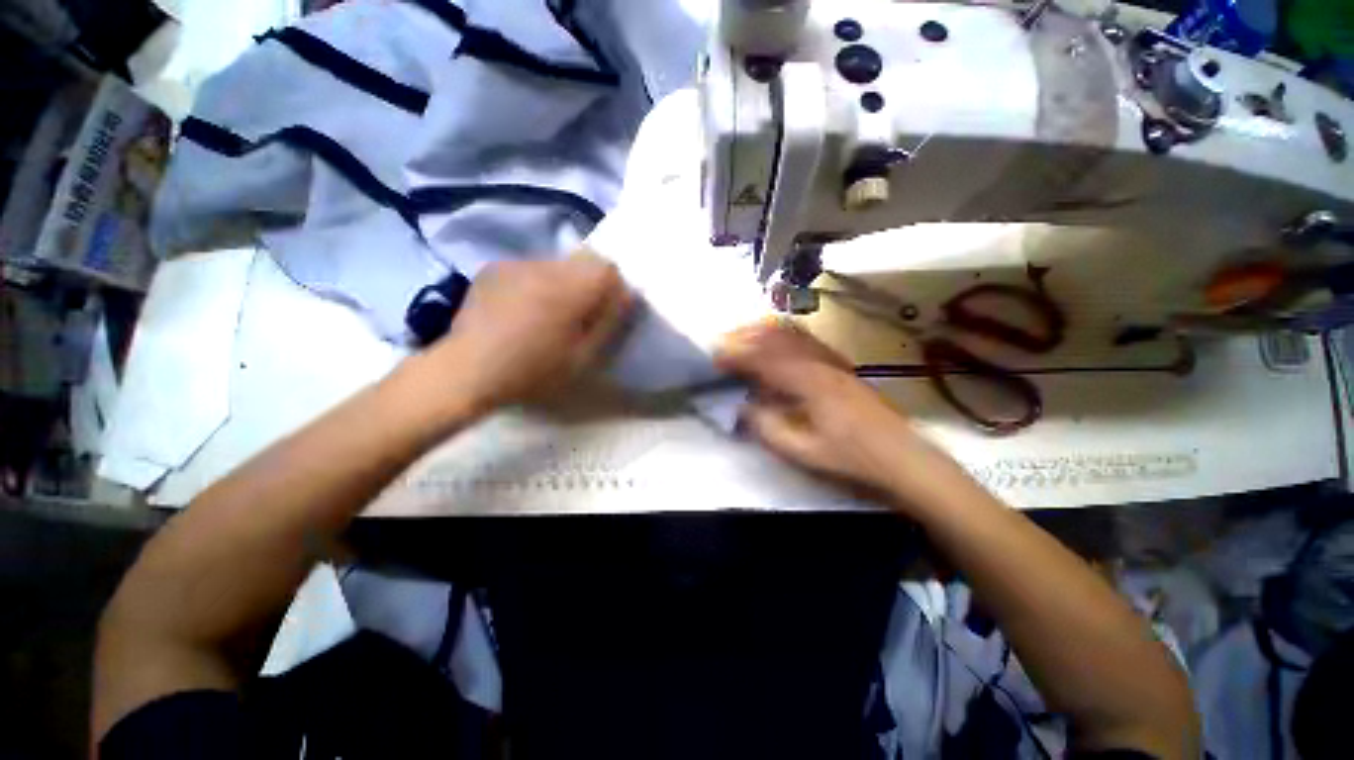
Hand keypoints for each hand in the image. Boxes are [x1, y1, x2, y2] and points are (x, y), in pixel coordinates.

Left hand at [422, 254, 632, 412]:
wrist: (467, 371)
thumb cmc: (533, 371)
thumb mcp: (583, 357)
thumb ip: (608, 322)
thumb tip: (625, 296)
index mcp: (568, 289)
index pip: (607, 268)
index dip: (613, 289)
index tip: (605, 313)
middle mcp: (543, 266)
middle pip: (584, 261)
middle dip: (590, 285)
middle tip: (578, 317)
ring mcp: (516, 264)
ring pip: (558, 264)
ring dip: (564, 283)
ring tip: (548, 314)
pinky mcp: (495, 268)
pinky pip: (532, 268)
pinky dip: (538, 283)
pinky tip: (523, 310)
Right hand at [715, 321, 951, 499]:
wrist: (905, 459)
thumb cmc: (852, 458)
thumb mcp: (803, 452)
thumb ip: (768, 427)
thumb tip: (742, 407)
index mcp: (808, 382)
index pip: (763, 359)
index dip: (735, 355)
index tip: (713, 357)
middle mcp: (820, 362)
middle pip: (777, 337)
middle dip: (746, 336)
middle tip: (723, 344)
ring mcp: (833, 362)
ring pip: (793, 335)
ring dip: (764, 333)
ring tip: (743, 338)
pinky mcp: (842, 367)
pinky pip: (807, 341)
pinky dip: (784, 337)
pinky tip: (778, 346)